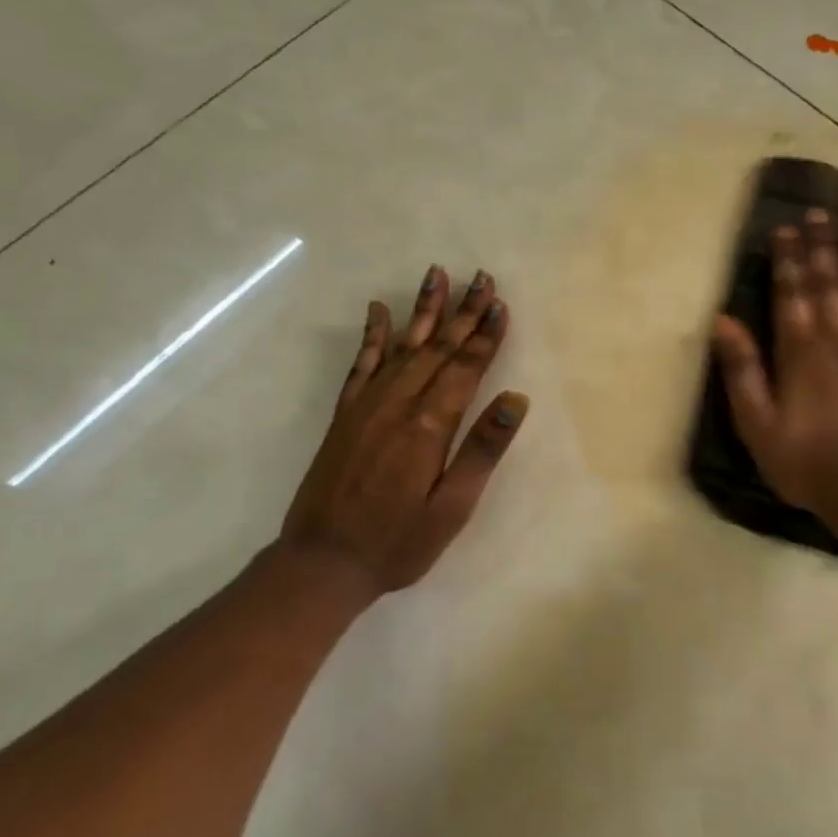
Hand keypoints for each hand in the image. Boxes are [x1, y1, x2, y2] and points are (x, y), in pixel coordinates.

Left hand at [274, 266, 528, 598]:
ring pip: (403, 345)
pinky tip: (378, 310)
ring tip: (437, 274)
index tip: (500, 303)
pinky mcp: (346, 414)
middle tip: (481, 277)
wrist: (322, 562)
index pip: (466, 367)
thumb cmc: (398, 541)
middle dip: (463, 312)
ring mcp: (367, 405)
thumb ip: (483, 450)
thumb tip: (516, 399)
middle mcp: (398, 403)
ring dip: (423, 310)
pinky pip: (361, 364)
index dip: (486, 336)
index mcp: (429, 425)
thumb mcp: (452, 507)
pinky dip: (373, 335)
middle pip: (438, 347)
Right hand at [712, 209, 837, 513]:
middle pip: (832, 284)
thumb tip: (724, 321)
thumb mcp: (756, 423)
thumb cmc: (805, 461)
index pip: (793, 294)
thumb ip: (742, 370)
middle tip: (821, 213)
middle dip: (823, 247)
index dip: (788, 260)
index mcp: (802, 353)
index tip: (786, 228)